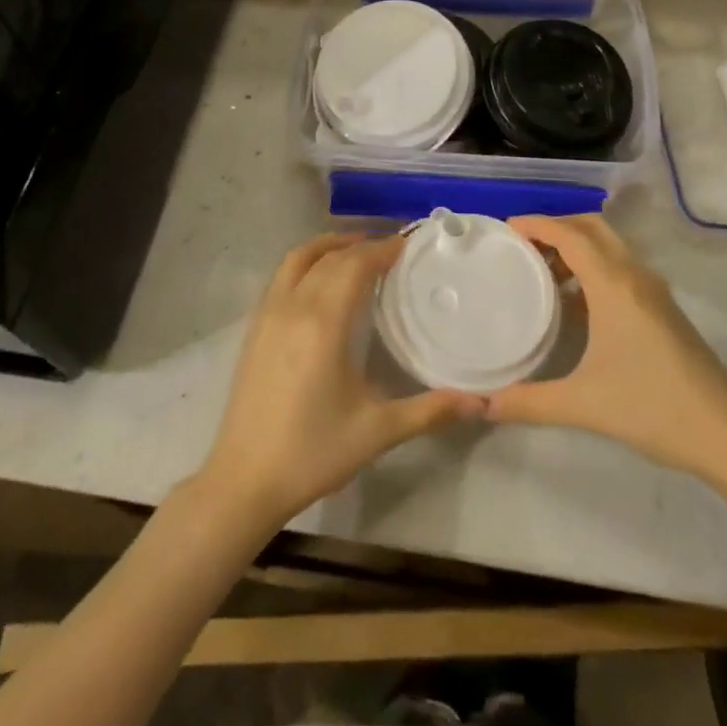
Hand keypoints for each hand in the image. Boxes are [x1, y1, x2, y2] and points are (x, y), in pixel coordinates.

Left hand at [197, 233, 484, 530]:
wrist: (244, 481)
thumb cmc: (313, 452)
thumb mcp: (378, 431)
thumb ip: (431, 411)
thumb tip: (482, 403)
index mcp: (324, 322)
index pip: (356, 264)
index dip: (383, 248)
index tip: (409, 245)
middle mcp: (294, 306)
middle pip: (331, 257)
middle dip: (363, 246)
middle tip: (393, 252)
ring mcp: (268, 314)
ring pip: (300, 258)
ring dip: (330, 246)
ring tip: (358, 252)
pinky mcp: (254, 328)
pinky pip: (282, 276)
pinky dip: (307, 263)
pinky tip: (322, 283)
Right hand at [486, 216, 726, 479]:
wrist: (726, 432)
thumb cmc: (652, 407)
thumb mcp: (584, 404)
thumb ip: (529, 402)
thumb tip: (485, 405)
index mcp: (614, 285)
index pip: (571, 235)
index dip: (538, 224)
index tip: (507, 228)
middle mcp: (635, 276)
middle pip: (593, 228)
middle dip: (557, 227)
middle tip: (522, 245)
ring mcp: (653, 290)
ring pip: (610, 246)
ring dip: (577, 245)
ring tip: (542, 269)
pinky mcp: (663, 307)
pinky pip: (621, 267)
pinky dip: (593, 266)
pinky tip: (575, 301)